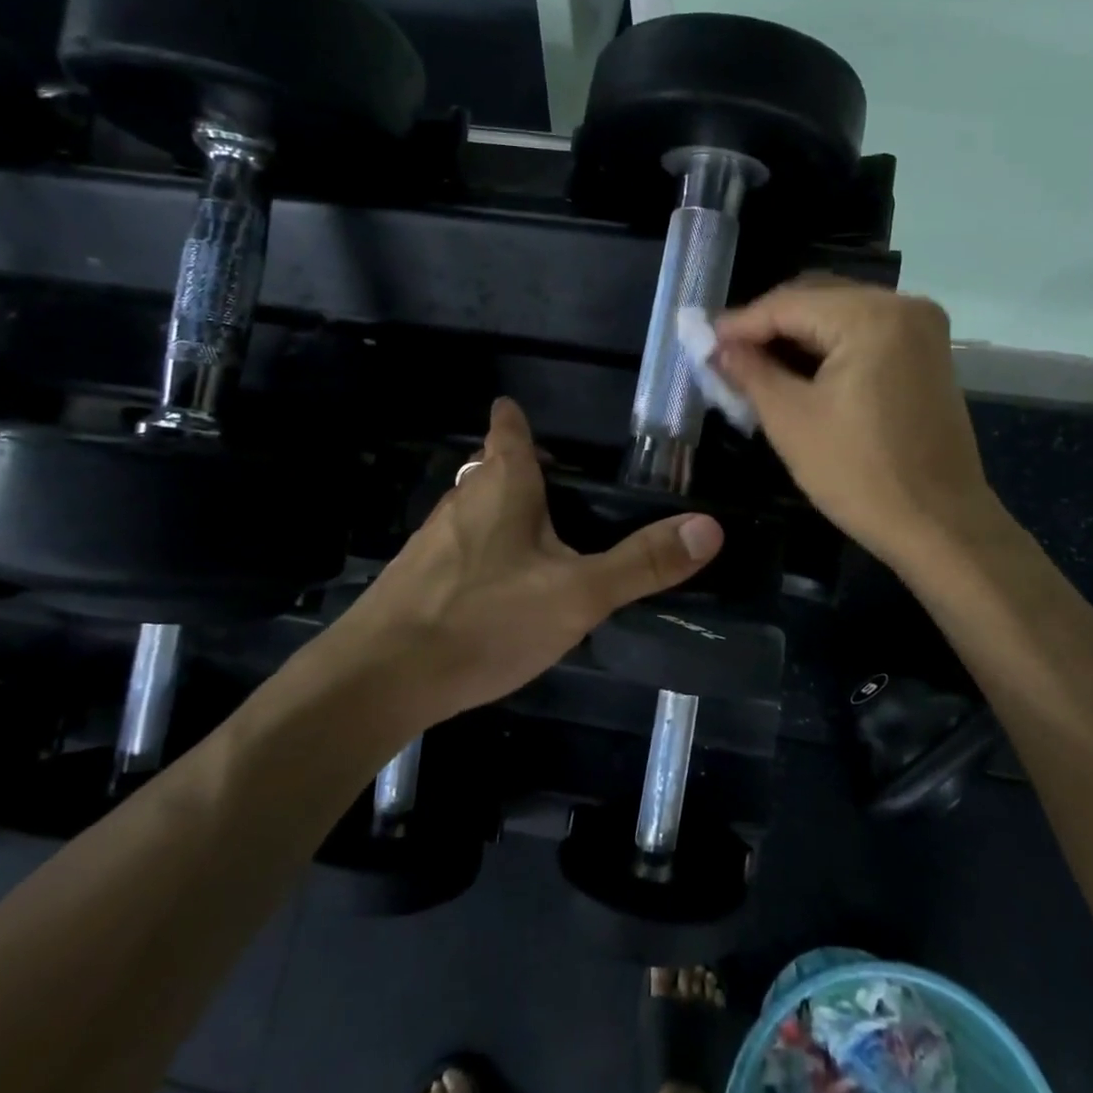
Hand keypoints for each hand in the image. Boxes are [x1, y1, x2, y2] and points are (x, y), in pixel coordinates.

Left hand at [335, 398, 723, 721]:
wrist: (381, 678)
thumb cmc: (485, 618)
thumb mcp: (578, 594)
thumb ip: (642, 563)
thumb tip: (710, 527)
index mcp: (502, 483)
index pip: (510, 428)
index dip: (519, 419)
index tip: (529, 414)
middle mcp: (463, 497)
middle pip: (494, 467)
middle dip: (525, 472)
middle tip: (567, 493)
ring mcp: (434, 538)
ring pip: (476, 509)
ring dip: (506, 514)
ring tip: (545, 542)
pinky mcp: (417, 576)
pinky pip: (461, 549)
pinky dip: (486, 553)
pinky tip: (502, 592)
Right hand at [714, 280, 995, 572]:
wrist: (940, 525)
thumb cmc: (860, 475)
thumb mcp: (790, 421)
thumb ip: (750, 372)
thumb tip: (717, 347)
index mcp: (872, 316)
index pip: (788, 304)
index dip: (740, 323)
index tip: (702, 341)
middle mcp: (904, 306)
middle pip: (817, 299)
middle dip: (768, 325)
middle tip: (725, 354)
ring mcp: (922, 329)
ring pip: (840, 314)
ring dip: (796, 336)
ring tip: (753, 363)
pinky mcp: (927, 354)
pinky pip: (864, 333)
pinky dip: (827, 347)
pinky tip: (796, 369)